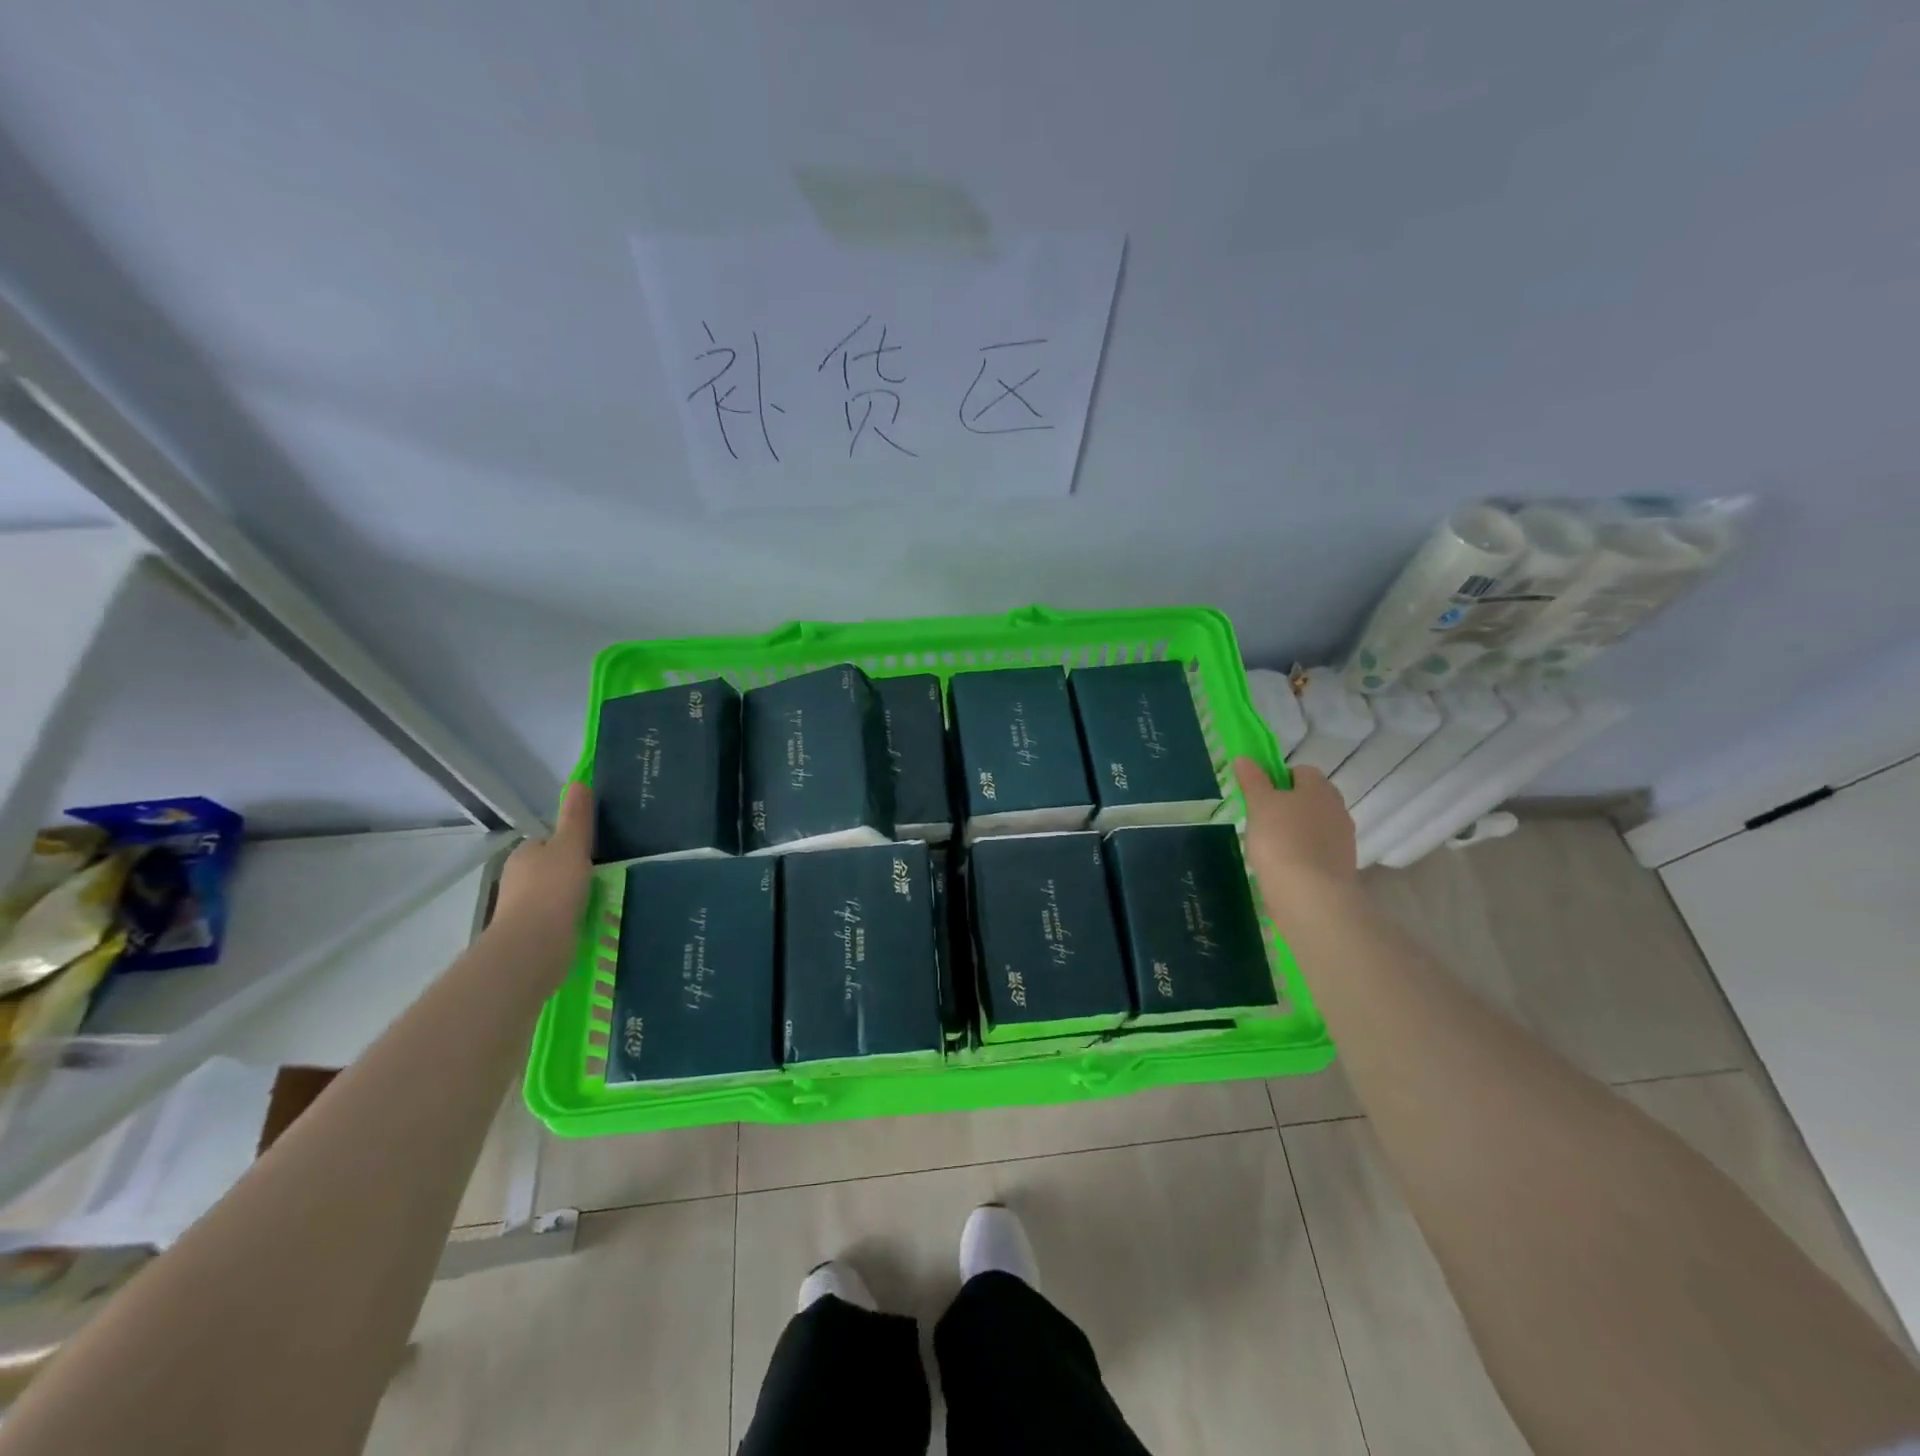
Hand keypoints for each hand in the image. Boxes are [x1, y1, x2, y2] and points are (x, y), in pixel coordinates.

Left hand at [494, 782, 593, 951]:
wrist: (533, 947)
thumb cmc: (552, 890)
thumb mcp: (571, 847)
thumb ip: (576, 818)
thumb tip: (578, 782)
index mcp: (524, 854)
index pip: (548, 841)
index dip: (571, 843)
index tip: (595, 850)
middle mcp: (518, 879)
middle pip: (551, 868)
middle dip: (573, 871)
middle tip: (605, 875)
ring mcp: (522, 909)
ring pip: (553, 895)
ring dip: (572, 897)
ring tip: (602, 900)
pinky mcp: (531, 934)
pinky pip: (556, 919)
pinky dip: (570, 919)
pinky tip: (588, 922)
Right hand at [1232, 759, 1357, 926]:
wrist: (1311, 896)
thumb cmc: (1281, 840)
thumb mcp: (1259, 804)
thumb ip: (1253, 780)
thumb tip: (1245, 758)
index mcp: (1320, 788)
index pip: (1299, 771)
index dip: (1277, 779)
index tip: (1258, 796)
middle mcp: (1337, 809)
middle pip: (1308, 799)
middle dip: (1286, 807)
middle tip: (1259, 822)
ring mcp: (1342, 840)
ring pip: (1312, 826)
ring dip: (1294, 832)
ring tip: (1268, 849)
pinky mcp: (1340, 867)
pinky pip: (1316, 852)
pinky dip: (1301, 855)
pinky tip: (1282, 868)